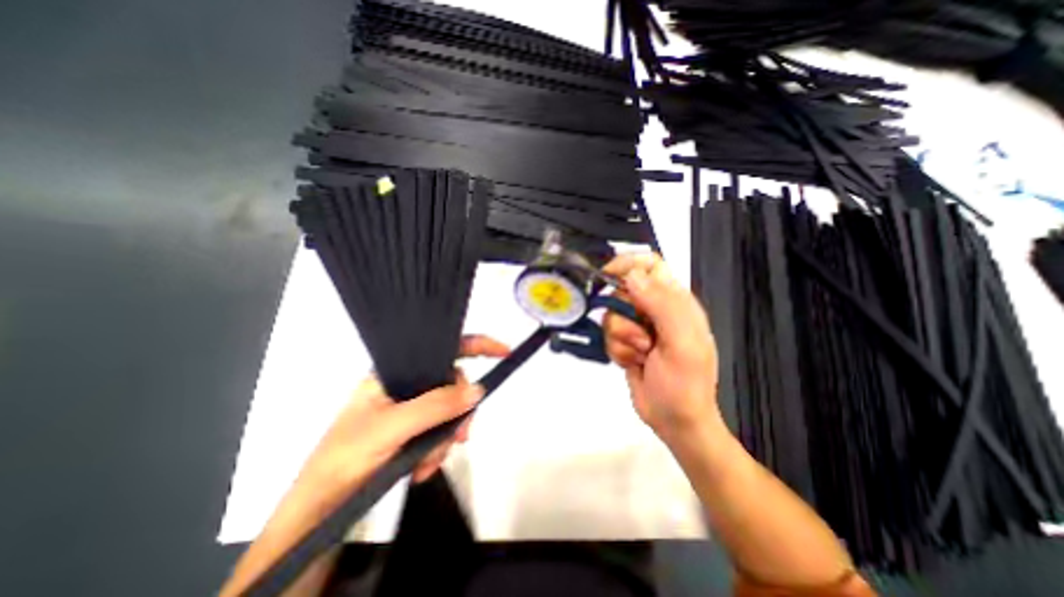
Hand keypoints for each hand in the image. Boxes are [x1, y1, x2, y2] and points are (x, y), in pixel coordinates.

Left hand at [293, 335, 511, 503]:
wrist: (318, 509)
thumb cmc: (346, 456)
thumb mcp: (391, 427)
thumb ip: (435, 406)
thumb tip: (477, 391)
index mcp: (396, 371)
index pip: (443, 348)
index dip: (476, 346)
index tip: (503, 352)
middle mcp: (406, 385)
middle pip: (453, 385)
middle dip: (459, 413)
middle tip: (459, 438)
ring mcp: (411, 408)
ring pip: (449, 412)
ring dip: (445, 439)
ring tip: (427, 463)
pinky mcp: (413, 430)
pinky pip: (440, 432)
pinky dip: (437, 450)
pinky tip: (422, 469)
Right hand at [603, 254, 717, 446]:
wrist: (675, 420)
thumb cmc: (685, 384)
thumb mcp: (681, 343)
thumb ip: (661, 305)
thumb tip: (633, 275)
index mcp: (676, 302)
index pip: (650, 265)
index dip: (628, 264)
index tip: (609, 277)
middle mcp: (655, 310)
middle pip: (623, 291)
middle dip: (625, 315)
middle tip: (643, 337)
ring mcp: (639, 327)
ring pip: (612, 315)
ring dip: (622, 338)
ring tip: (642, 355)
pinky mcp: (625, 342)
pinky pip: (608, 335)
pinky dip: (617, 350)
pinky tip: (633, 363)